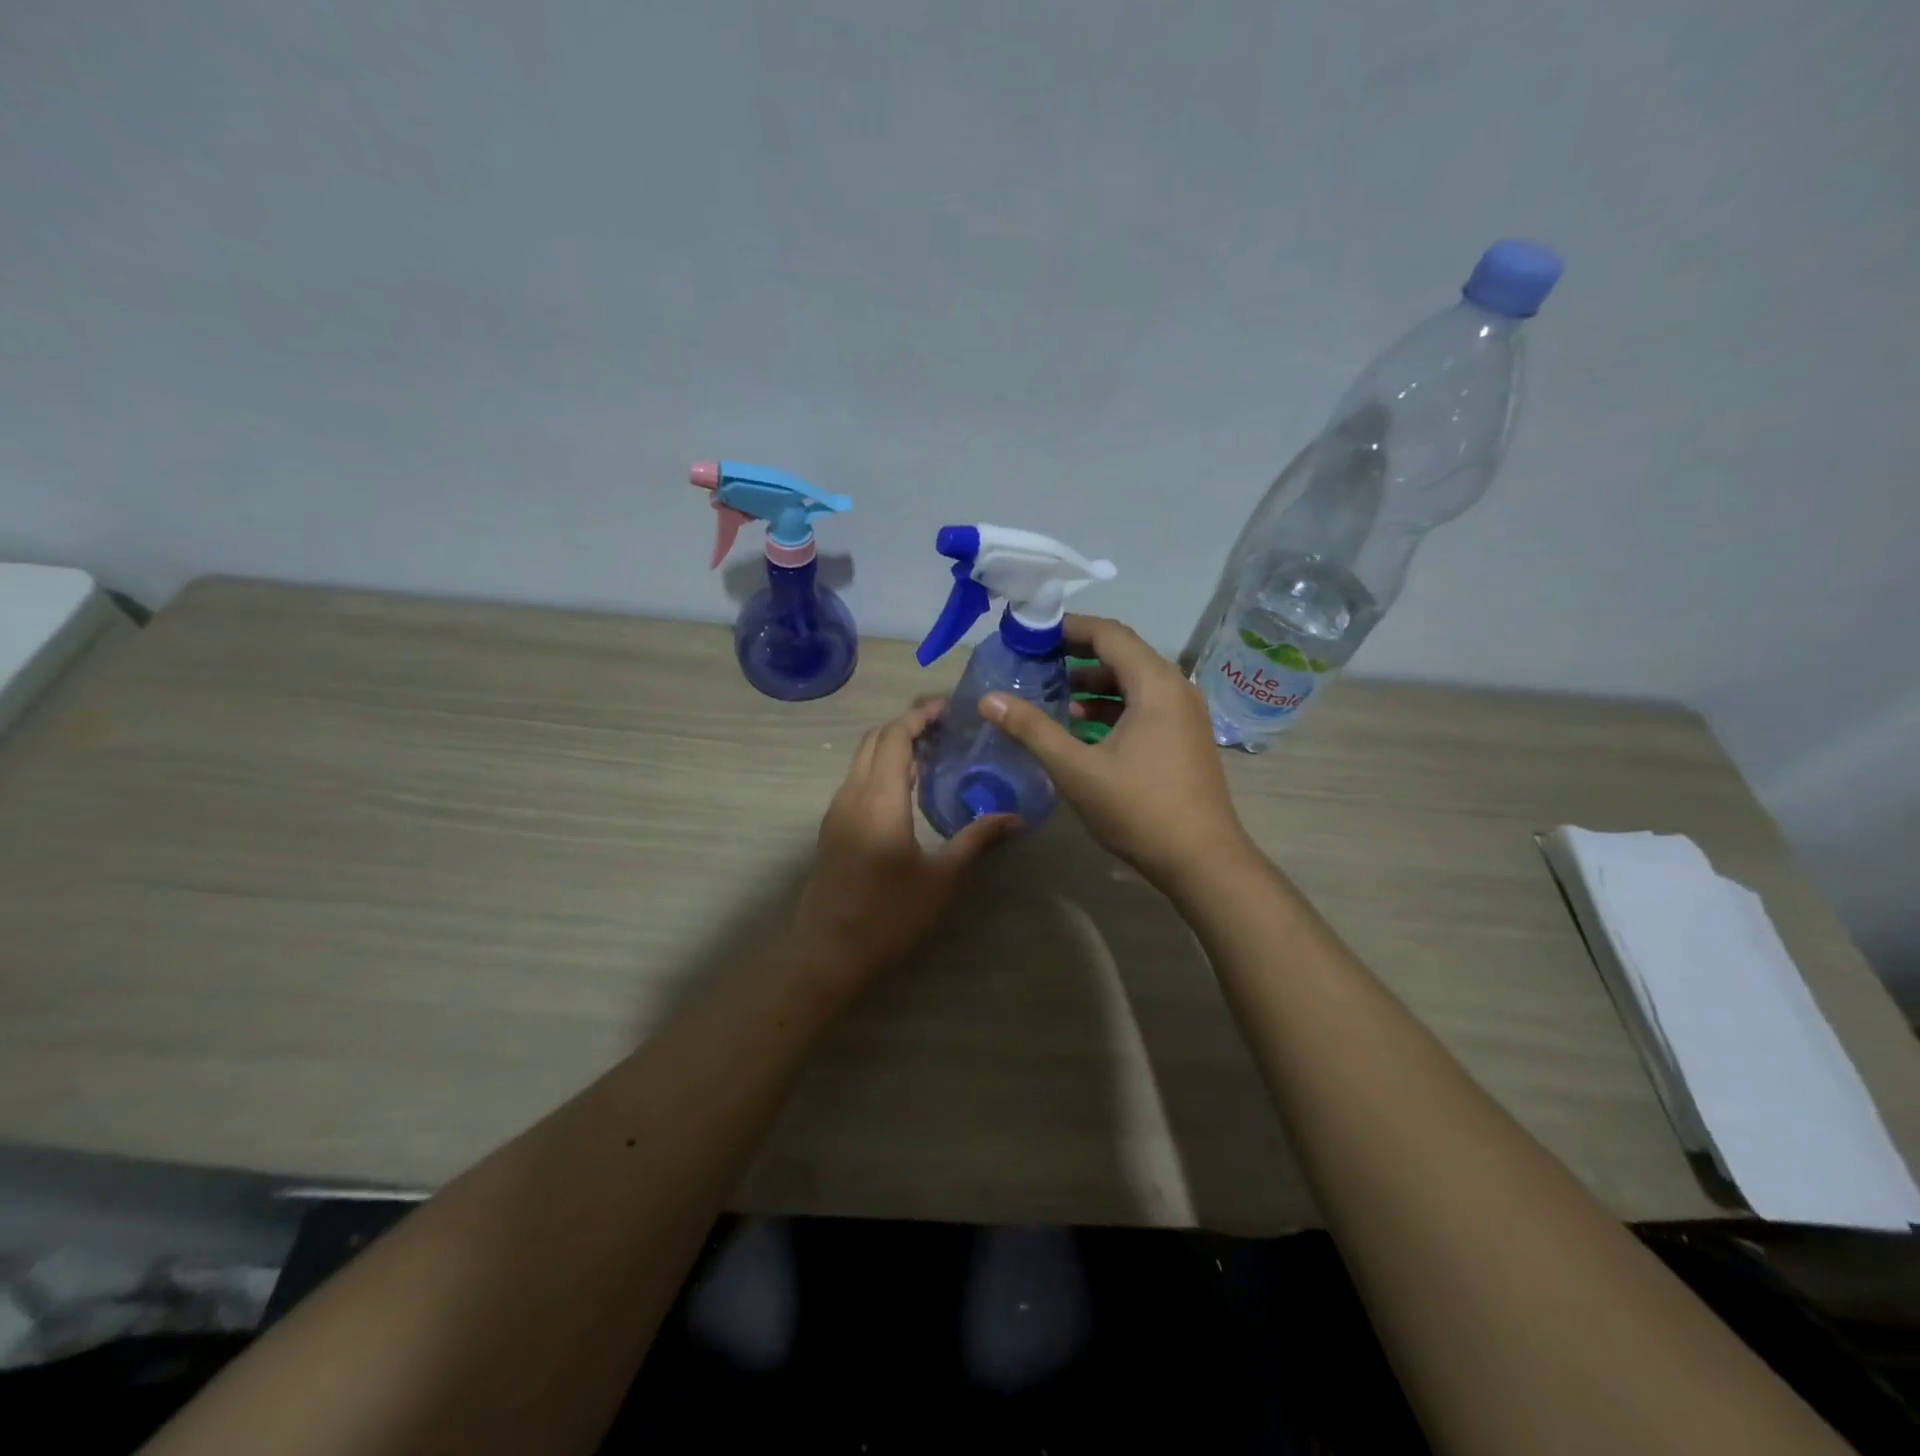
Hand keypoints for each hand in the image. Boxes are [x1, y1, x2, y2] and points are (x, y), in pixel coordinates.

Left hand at [794, 700, 1017, 981]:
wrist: (829, 953)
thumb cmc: (889, 915)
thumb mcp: (941, 877)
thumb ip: (976, 839)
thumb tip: (1015, 818)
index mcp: (879, 798)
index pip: (896, 736)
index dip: (921, 715)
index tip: (950, 708)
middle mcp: (852, 793)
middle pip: (875, 738)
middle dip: (908, 724)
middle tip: (946, 727)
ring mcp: (837, 810)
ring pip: (862, 757)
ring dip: (892, 745)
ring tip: (933, 753)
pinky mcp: (832, 827)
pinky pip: (856, 779)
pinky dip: (880, 766)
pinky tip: (908, 788)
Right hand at [982, 614, 1252, 890]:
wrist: (1203, 861)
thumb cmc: (1139, 810)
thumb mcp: (1077, 770)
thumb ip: (1032, 730)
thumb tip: (989, 699)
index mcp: (1155, 684)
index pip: (1108, 633)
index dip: (1067, 627)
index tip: (1029, 633)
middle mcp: (1175, 688)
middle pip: (1121, 653)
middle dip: (1075, 654)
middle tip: (1032, 661)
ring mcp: (1184, 714)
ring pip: (1133, 681)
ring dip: (1092, 683)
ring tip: (1051, 695)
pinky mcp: (1184, 737)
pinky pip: (1144, 705)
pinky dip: (1111, 706)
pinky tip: (1081, 727)